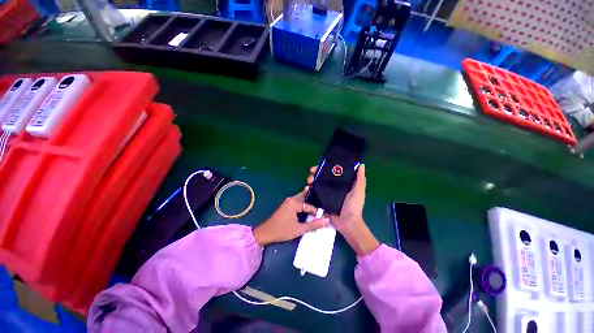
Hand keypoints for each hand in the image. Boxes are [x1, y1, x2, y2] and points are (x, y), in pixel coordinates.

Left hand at [253, 190, 329, 245]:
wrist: (266, 233)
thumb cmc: (281, 231)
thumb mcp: (298, 229)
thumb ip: (313, 225)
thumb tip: (327, 220)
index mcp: (294, 202)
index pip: (310, 205)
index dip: (318, 211)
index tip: (324, 217)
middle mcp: (292, 199)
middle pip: (306, 197)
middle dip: (315, 202)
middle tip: (324, 209)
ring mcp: (289, 201)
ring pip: (303, 199)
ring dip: (310, 203)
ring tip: (319, 210)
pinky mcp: (287, 204)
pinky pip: (299, 202)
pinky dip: (305, 205)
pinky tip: (309, 211)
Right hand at [305, 164, 378, 255]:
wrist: (347, 223)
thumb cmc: (354, 206)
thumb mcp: (358, 191)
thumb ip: (360, 179)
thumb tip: (361, 164)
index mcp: (342, 183)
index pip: (332, 172)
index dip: (325, 167)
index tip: (320, 165)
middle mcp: (333, 187)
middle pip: (322, 177)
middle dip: (315, 173)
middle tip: (311, 172)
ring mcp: (326, 194)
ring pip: (317, 184)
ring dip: (311, 181)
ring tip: (308, 182)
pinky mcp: (321, 201)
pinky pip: (314, 194)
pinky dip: (309, 190)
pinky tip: (306, 189)